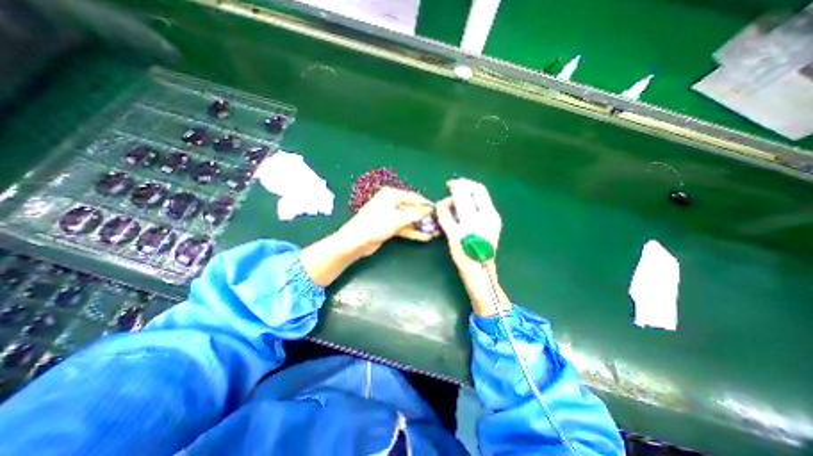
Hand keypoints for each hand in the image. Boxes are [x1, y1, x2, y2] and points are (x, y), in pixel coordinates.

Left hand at [337, 186, 438, 255]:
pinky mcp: (388, 226)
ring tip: (434, 232)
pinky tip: (424, 237)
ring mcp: (390, 215)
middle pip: (412, 209)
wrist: (356, 241)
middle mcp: (391, 203)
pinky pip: (404, 227)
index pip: (413, 197)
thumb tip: (429, 210)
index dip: (426, 204)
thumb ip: (415, 214)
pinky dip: (413, 232)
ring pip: (408, 220)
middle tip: (437, 224)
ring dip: (420, 226)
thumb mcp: (398, 219)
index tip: (437, 210)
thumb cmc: (376, 225)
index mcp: (391, 195)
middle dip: (424, 218)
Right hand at [435, 178, 510, 315]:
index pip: (475, 189)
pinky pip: (477, 210)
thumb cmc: (466, 256)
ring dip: (463, 199)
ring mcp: (492, 221)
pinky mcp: (489, 227)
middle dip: (462, 190)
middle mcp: (491, 214)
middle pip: (478, 192)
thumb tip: (441, 203)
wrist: (480, 274)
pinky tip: (457, 215)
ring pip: (477, 201)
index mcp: (485, 214)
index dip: (461, 184)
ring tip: (450, 208)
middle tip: (449, 194)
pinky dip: (467, 208)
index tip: (448, 185)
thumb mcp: (453, 235)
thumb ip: (446, 216)